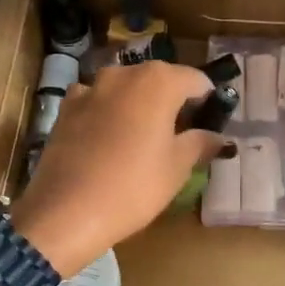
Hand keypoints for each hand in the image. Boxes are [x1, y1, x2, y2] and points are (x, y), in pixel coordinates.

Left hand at [12, 61, 221, 276]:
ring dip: (138, 104)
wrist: (66, 212)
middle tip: (180, 134)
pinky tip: (108, 138)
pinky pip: (96, 101)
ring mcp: (91, 87)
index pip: (196, 80)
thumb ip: (200, 143)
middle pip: (159, 79)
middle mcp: (124, 73)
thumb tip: (218, 136)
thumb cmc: (133, 187)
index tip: (211, 124)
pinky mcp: (66, 107)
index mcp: (159, 81)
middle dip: (172, 100)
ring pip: (125, 88)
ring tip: (142, 137)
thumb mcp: (177, 168)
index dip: (208, 100)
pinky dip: (107, 112)